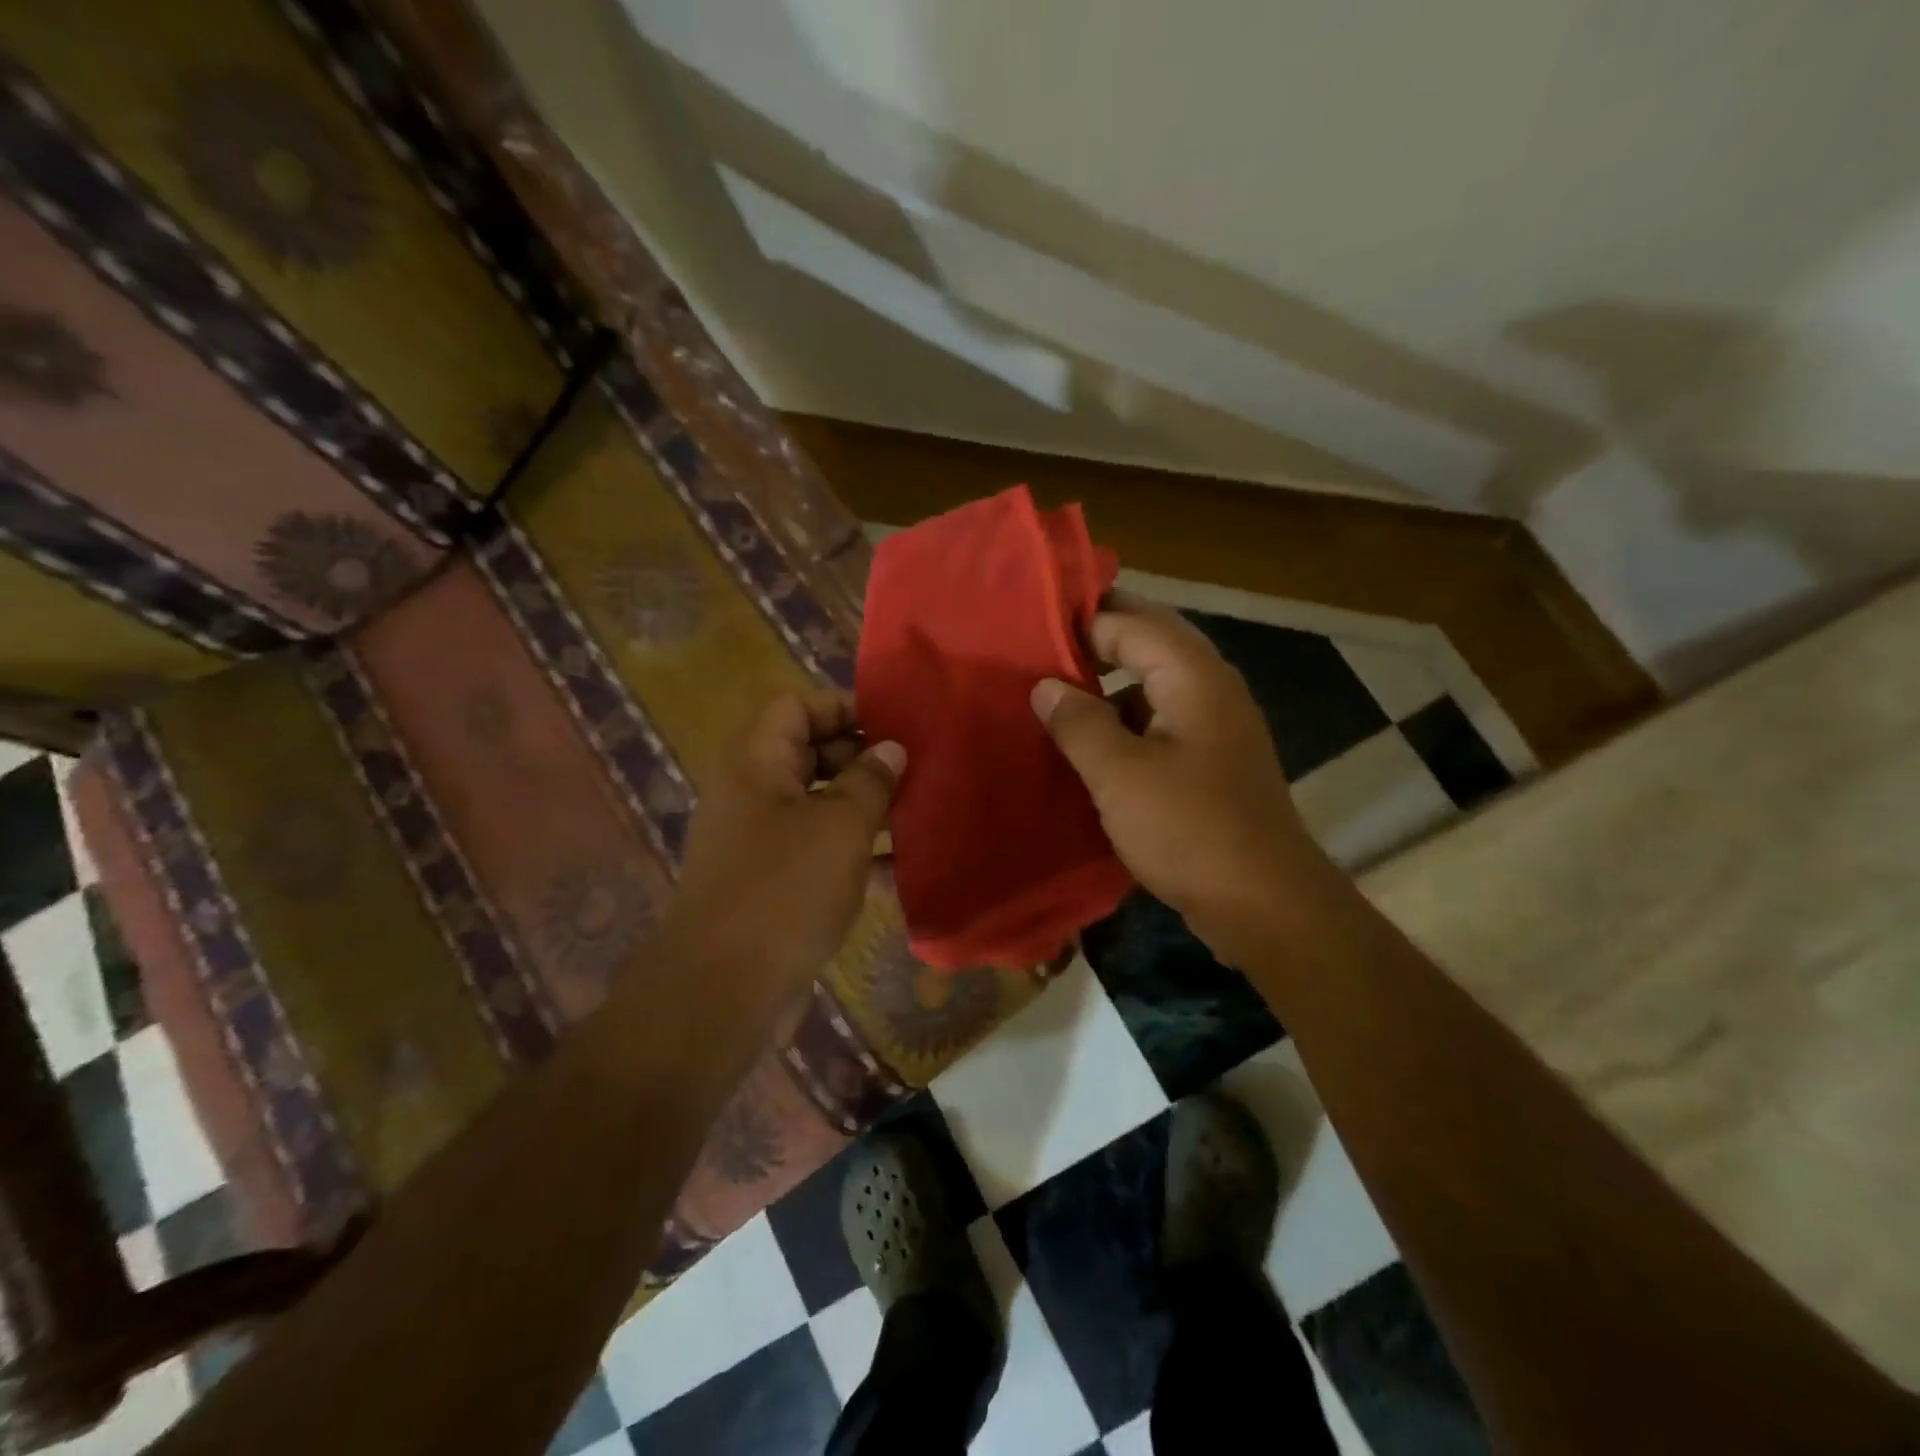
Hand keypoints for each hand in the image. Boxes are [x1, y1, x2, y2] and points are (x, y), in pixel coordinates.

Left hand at [660, 690, 903, 988]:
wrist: (724, 989)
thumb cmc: (786, 889)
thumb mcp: (841, 825)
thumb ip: (871, 780)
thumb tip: (890, 749)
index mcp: (755, 761)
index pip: (797, 705)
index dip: (845, 708)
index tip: (896, 728)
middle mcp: (751, 791)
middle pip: (809, 751)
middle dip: (863, 758)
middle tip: (914, 771)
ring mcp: (759, 838)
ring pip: (819, 803)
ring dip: (865, 806)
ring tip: (917, 812)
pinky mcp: (771, 880)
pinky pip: (817, 848)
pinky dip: (853, 850)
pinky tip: (899, 866)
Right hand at [1030, 600, 1326, 961]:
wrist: (1265, 905)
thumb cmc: (1190, 830)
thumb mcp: (1120, 775)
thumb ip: (1079, 723)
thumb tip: (1046, 686)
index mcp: (1193, 676)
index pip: (1131, 621)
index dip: (1081, 620)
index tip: (1028, 627)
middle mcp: (1211, 688)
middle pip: (1149, 643)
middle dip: (1096, 642)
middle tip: (1038, 649)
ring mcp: (1215, 726)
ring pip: (1153, 684)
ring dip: (1108, 685)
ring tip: (1054, 695)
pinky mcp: (1211, 762)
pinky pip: (1160, 722)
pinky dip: (1124, 722)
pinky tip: (1089, 744)